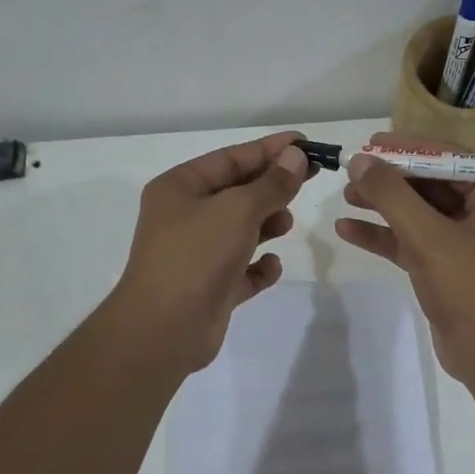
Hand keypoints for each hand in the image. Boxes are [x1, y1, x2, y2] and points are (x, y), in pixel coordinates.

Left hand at [108, 131, 312, 373]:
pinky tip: (270, 266)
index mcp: (179, 188)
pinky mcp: (210, 287)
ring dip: (267, 224)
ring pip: (241, 229)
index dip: (270, 149)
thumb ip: (272, 184)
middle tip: (310, 179)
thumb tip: (296, 156)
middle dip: (271, 186)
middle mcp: (185, 216)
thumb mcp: (238, 210)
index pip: (231, 157)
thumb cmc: (196, 255)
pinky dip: (259, 266)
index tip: (306, 144)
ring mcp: (197, 253)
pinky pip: (242, 269)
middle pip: (237, 192)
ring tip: (286, 223)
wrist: (164, 329)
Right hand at [333, 134, 474, 383]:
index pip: (450, 159)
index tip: (371, 143)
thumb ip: (393, 196)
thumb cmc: (471, 289)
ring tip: (345, 196)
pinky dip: (383, 236)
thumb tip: (359, 161)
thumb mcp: (429, 237)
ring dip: (382, 205)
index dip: (408, 149)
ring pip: (418, 213)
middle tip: (351, 171)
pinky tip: (347, 230)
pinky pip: (412, 241)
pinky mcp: (446, 266)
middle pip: (430, 184)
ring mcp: (465, 241)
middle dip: (390, 180)